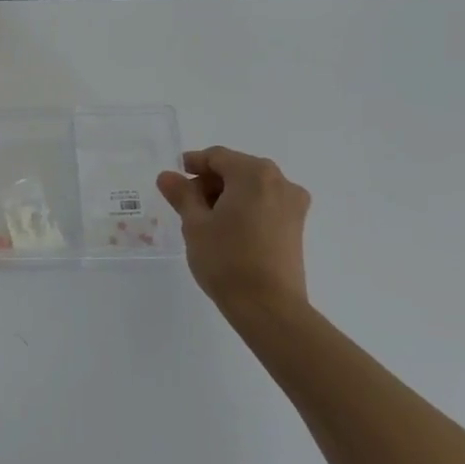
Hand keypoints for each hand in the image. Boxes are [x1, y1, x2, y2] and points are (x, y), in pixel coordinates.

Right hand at [157, 147, 311, 324]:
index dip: (192, 164)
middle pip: (236, 170)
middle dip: (209, 182)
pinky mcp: (296, 227)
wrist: (268, 307)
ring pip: (252, 188)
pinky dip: (244, 209)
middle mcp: (280, 182)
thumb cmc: (227, 259)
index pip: (217, 157)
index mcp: (254, 174)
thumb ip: (181, 194)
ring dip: (226, 196)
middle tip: (185, 204)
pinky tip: (227, 231)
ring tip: (204, 221)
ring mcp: (293, 205)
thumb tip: (168, 176)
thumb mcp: (194, 224)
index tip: (173, 179)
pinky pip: (265, 204)